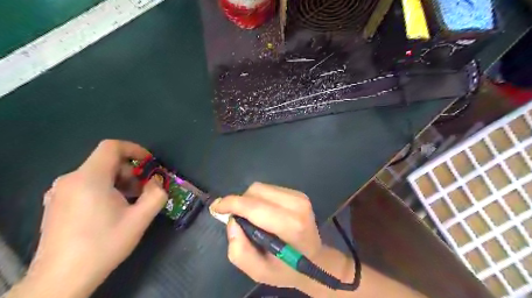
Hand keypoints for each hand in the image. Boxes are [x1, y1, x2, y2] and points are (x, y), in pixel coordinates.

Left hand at [10, 140, 166, 297]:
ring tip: (130, 202)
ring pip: (96, 174)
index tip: (149, 163)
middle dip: (130, 172)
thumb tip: (157, 183)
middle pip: (106, 162)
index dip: (134, 149)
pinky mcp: (55, 204)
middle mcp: (70, 180)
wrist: (61, 279)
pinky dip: (104, 189)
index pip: (112, 147)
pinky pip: (85, 185)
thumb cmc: (103, 244)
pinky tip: (111, 210)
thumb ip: (156, 195)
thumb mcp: (140, 219)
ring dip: (119, 182)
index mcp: (89, 178)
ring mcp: (59, 192)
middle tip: (143, 190)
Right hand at [210, 181, 346, 290]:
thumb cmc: (287, 268)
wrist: (316, 259)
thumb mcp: (259, 271)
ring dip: (249, 200)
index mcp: (290, 225)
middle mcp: (297, 205)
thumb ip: (240, 251)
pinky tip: (263, 213)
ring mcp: (299, 197)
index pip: (254, 206)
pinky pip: (269, 189)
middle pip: (256, 191)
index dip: (231, 203)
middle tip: (237, 219)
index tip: (216, 207)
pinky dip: (259, 199)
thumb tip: (232, 222)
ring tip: (251, 218)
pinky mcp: (298, 194)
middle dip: (240, 202)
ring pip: (261, 188)